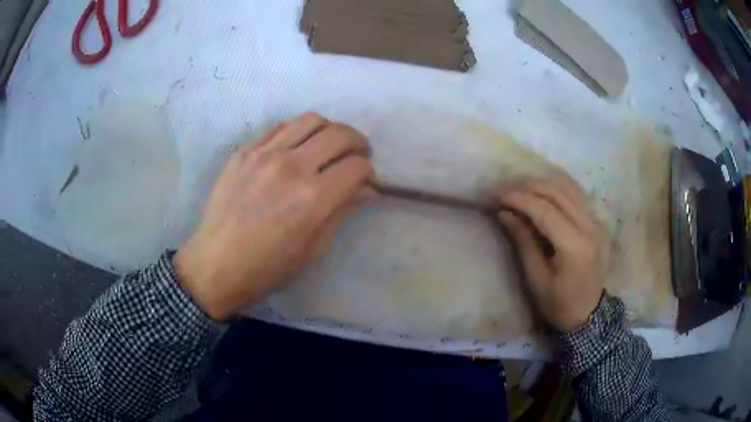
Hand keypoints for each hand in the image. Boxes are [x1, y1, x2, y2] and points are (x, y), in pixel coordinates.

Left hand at [175, 113, 374, 320]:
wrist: (217, 263)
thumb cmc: (268, 267)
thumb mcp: (314, 248)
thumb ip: (343, 211)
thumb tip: (369, 190)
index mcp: (313, 198)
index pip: (357, 166)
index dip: (368, 172)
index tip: (365, 181)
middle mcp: (291, 167)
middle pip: (339, 134)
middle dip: (357, 142)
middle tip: (357, 155)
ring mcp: (264, 154)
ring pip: (310, 120)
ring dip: (329, 130)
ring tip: (327, 146)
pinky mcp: (244, 151)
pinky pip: (280, 127)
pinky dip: (297, 133)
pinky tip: (295, 149)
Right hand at [495, 175, 607, 331]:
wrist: (589, 315)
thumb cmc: (559, 304)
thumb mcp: (536, 279)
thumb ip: (523, 242)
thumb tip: (504, 213)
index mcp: (575, 246)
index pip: (545, 210)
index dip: (519, 198)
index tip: (496, 195)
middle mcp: (590, 227)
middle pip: (557, 193)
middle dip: (527, 187)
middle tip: (503, 190)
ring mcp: (597, 222)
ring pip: (568, 188)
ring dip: (541, 183)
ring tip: (519, 187)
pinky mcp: (598, 222)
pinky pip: (577, 196)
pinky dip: (557, 187)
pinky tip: (542, 188)